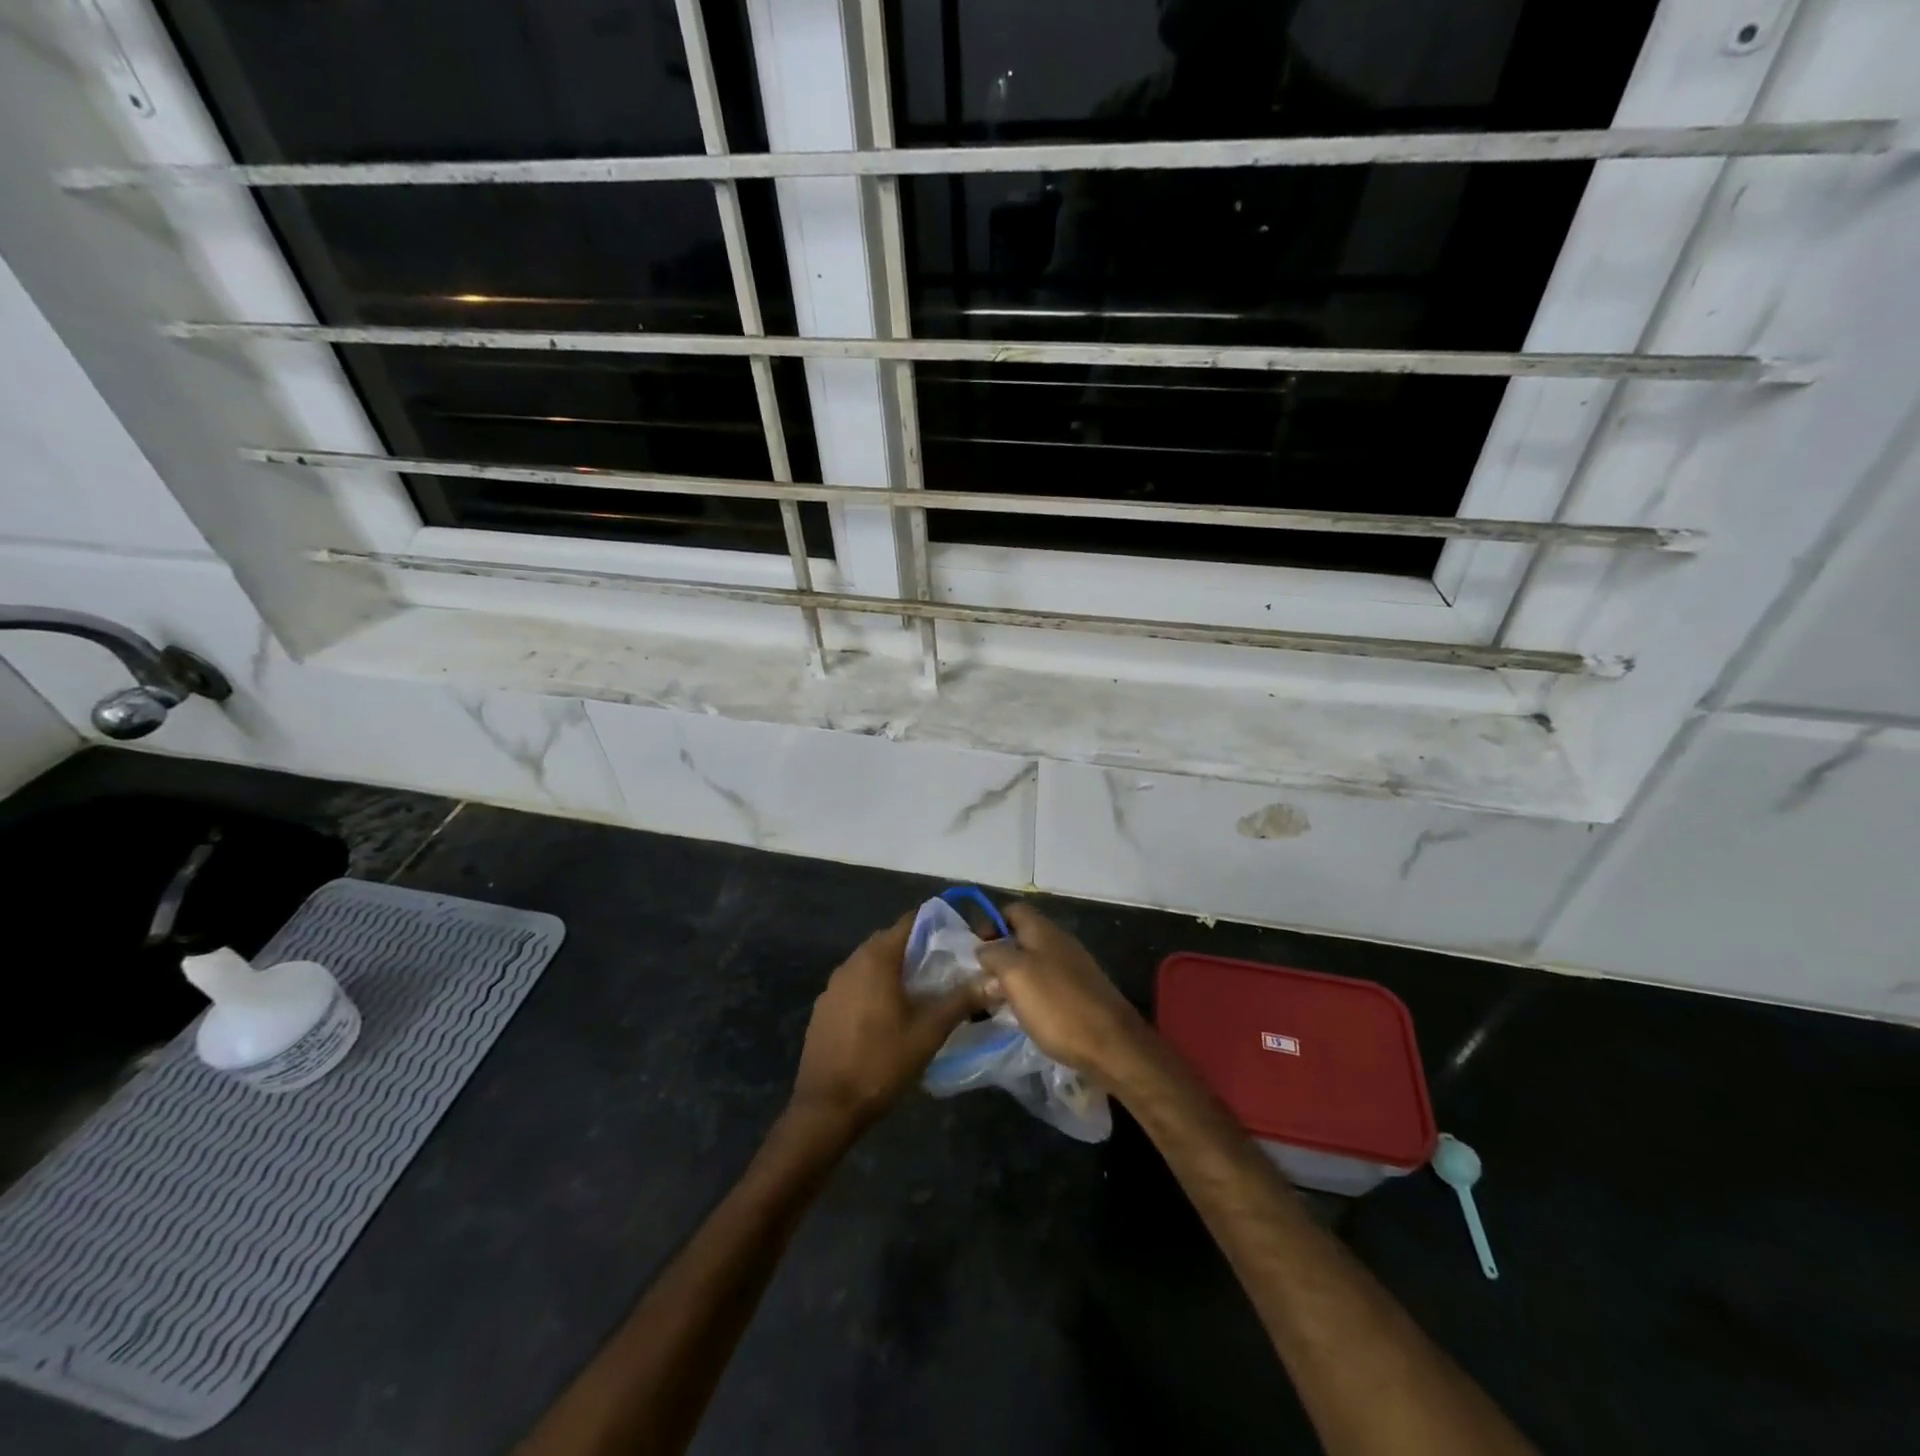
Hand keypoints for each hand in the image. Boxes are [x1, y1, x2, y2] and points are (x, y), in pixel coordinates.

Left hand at [789, 912, 988, 1130]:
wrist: (827, 1106)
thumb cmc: (881, 1062)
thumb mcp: (929, 1032)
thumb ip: (962, 1001)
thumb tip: (995, 980)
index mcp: (876, 958)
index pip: (910, 922)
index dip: (936, 925)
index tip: (959, 939)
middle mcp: (851, 962)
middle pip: (890, 941)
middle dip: (918, 949)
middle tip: (947, 968)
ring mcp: (833, 985)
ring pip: (871, 964)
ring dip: (895, 970)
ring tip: (923, 992)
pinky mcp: (824, 1007)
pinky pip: (855, 984)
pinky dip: (874, 988)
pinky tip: (888, 1016)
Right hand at [975, 903, 1150, 1083]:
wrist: (1111, 1044)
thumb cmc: (1057, 1005)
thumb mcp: (1015, 974)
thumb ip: (995, 954)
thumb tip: (985, 948)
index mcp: (1043, 930)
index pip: (1012, 910)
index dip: (991, 923)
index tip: (976, 950)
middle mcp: (1060, 941)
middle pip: (1022, 937)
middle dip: (1000, 956)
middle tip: (981, 982)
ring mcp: (1074, 967)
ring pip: (1034, 963)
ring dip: (1014, 978)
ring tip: (998, 1002)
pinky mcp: (1082, 992)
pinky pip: (1048, 984)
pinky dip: (1032, 995)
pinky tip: (1025, 1015)